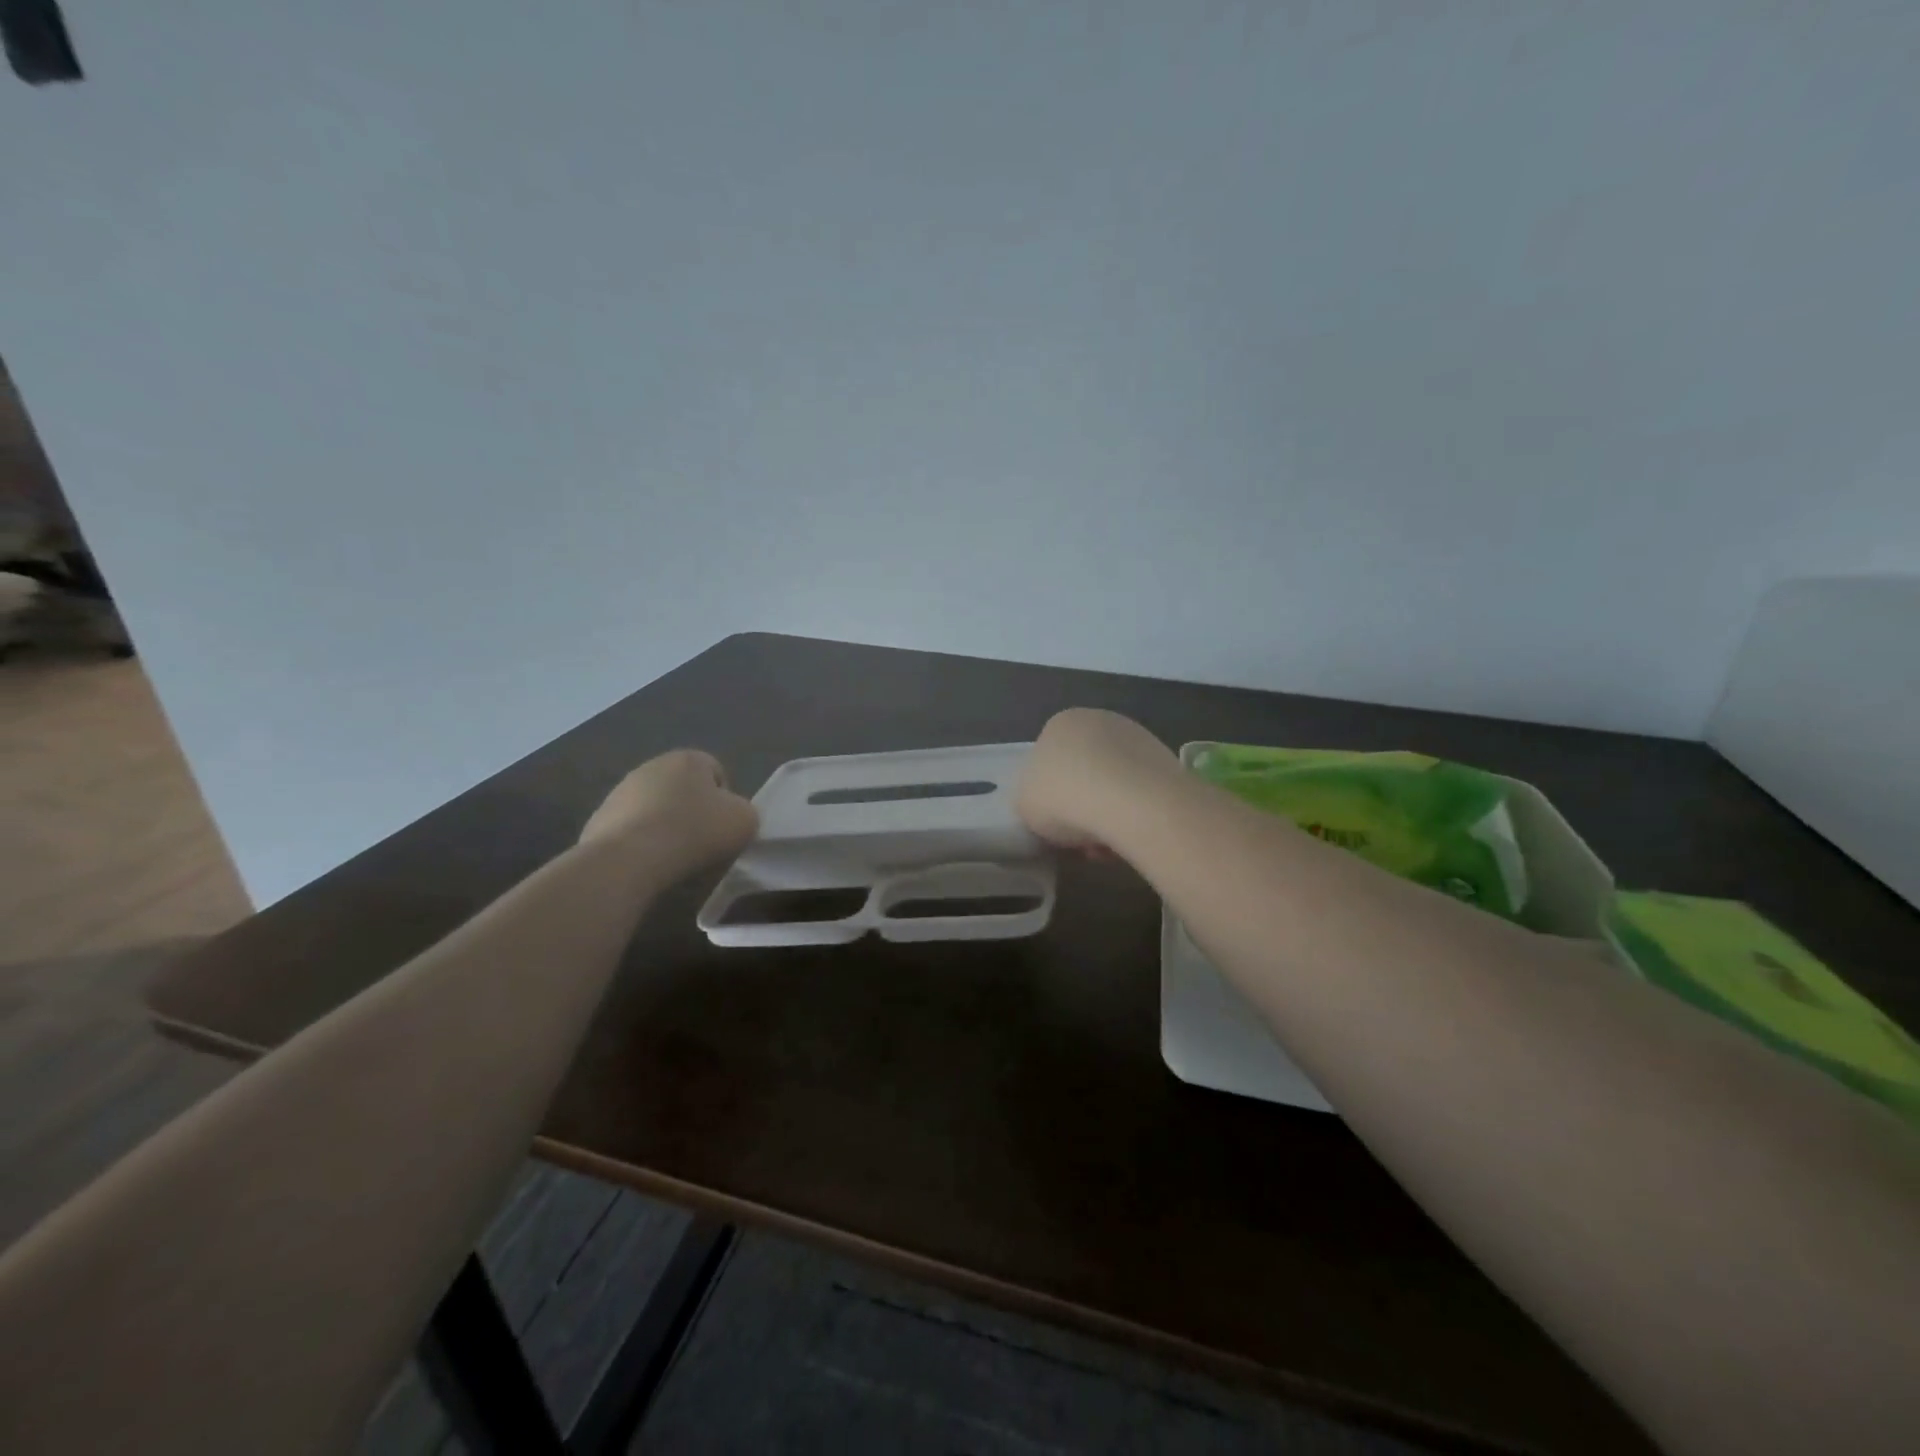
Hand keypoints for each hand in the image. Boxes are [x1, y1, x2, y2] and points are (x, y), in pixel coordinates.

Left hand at [580, 749, 757, 871]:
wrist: (629, 859)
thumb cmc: (695, 831)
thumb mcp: (745, 821)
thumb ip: (744, 812)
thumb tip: (731, 816)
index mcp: (688, 759)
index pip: (716, 772)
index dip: (725, 801)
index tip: (724, 827)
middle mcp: (651, 766)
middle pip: (683, 789)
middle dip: (692, 811)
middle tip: (702, 842)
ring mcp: (620, 792)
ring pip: (654, 809)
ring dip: (664, 827)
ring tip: (672, 858)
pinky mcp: (598, 820)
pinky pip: (630, 831)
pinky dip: (640, 844)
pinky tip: (646, 864)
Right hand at [1016, 708, 1178, 851]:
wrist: (1130, 801)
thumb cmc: (1063, 797)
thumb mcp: (1024, 804)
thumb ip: (1031, 800)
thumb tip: (1048, 808)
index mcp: (1061, 723)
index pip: (1049, 760)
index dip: (1050, 796)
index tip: (1053, 823)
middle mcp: (1100, 721)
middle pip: (1084, 773)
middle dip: (1082, 807)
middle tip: (1078, 839)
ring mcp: (1138, 739)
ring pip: (1114, 787)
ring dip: (1108, 816)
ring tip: (1105, 847)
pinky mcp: (1167, 762)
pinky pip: (1142, 796)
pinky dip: (1135, 818)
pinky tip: (1130, 840)